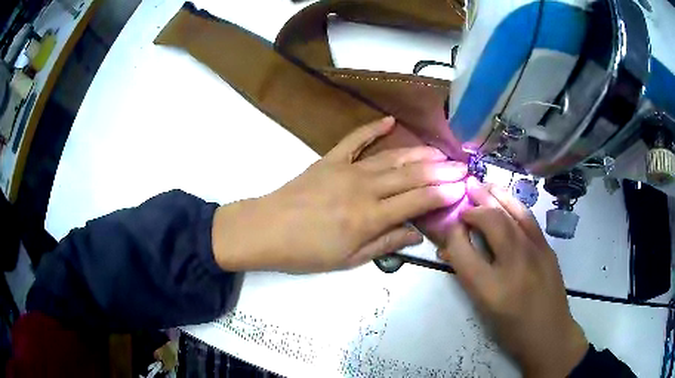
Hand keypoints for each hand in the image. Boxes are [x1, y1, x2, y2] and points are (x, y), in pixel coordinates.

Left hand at [213, 117, 467, 272]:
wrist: (266, 230)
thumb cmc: (306, 252)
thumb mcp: (349, 259)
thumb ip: (386, 243)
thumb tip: (417, 235)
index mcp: (370, 217)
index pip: (417, 201)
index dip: (443, 193)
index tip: (462, 187)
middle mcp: (364, 188)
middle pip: (411, 176)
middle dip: (440, 171)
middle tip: (461, 166)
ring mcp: (346, 169)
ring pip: (391, 157)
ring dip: (419, 153)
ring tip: (440, 151)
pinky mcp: (329, 159)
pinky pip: (355, 139)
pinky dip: (373, 128)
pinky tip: (390, 121)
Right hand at [438, 178, 588, 376]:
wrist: (549, 334)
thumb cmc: (512, 328)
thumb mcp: (484, 308)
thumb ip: (469, 275)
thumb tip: (456, 247)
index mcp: (491, 289)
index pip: (463, 250)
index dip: (453, 233)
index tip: (450, 225)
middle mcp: (514, 264)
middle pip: (491, 222)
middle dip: (475, 205)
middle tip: (464, 191)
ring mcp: (536, 252)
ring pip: (513, 213)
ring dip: (496, 195)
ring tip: (483, 184)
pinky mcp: (547, 248)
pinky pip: (528, 219)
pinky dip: (514, 204)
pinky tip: (507, 199)